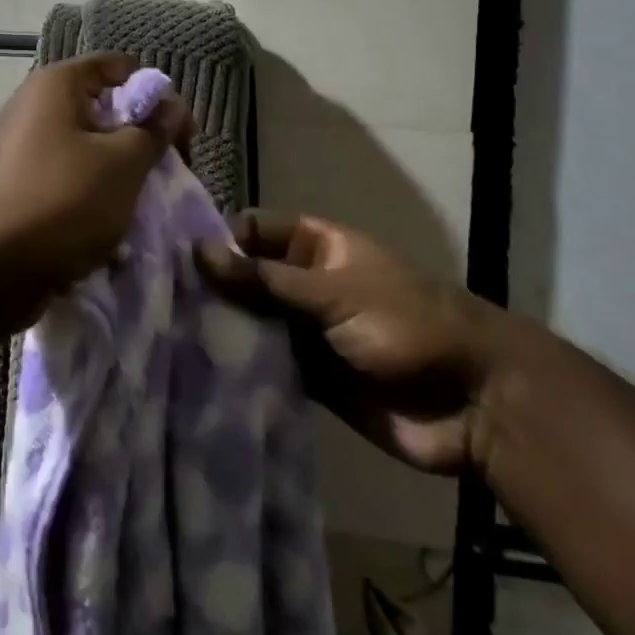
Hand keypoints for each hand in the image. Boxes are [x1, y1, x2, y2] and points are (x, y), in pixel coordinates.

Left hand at [0, 53, 192, 300]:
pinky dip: (89, 195)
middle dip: (139, 138)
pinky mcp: (14, 186)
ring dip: (117, 172)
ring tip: (140, 204)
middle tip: (166, 173)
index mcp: (56, 85)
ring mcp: (19, 148)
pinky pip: (64, 178)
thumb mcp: (124, 163)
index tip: (179, 134)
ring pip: (85, 148)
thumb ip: (154, 131)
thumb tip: (171, 107)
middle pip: (102, 108)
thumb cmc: (63, 201)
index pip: (118, 67)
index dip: (155, 94)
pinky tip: (107, 225)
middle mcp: (32, 107)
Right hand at [196, 210, 500, 474]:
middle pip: (248, 278)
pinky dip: (241, 369)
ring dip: (223, 330)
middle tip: (159, 304)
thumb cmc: (406, 325)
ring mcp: (307, 331)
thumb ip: (264, 279)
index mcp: (317, 246)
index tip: (172, 258)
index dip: (219, 240)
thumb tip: (197, 252)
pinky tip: (198, 373)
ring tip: (166, 338)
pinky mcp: (311, 378)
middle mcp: (306, 284)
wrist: (475, 403)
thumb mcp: (333, 292)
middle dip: (213, 290)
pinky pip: (267, 366)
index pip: (254, 231)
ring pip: (253, 323)